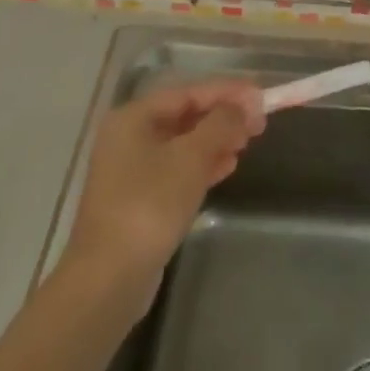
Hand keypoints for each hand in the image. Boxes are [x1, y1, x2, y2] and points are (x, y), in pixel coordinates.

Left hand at [61, 81, 264, 300]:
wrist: (109, 279)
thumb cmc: (149, 206)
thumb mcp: (191, 158)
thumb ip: (220, 125)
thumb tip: (242, 105)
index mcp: (133, 118)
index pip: (188, 92)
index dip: (227, 91)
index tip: (261, 94)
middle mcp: (128, 137)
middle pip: (185, 116)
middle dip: (223, 116)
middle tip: (259, 122)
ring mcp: (131, 170)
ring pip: (183, 143)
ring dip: (216, 140)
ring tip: (248, 142)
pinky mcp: (138, 199)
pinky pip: (177, 169)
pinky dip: (203, 164)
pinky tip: (228, 167)